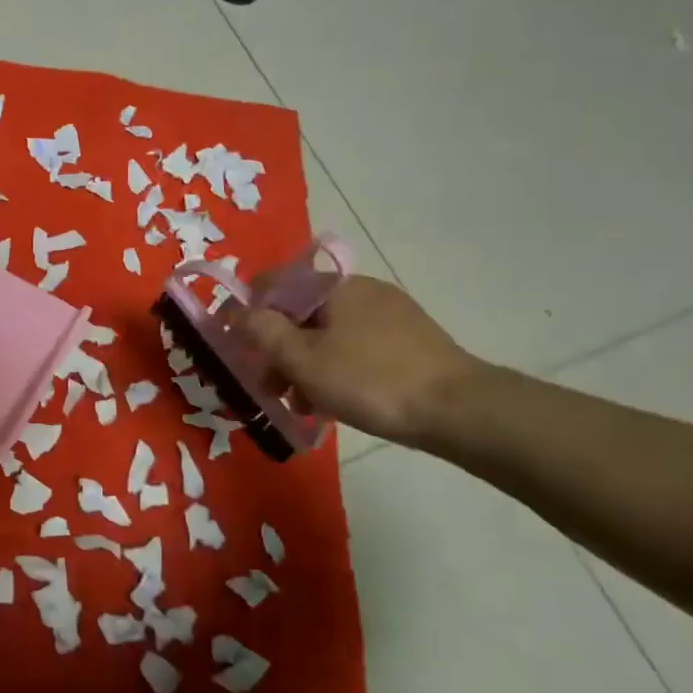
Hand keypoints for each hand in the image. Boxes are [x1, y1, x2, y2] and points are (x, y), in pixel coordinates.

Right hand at [232, 275, 484, 446]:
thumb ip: (261, 331)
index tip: (239, 346)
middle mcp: (361, 289)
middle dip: (277, 348)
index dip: (248, 310)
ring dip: (304, 365)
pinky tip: (335, 402)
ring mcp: (389, 314)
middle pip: (300, 312)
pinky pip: (355, 347)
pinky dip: (335, 369)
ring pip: (327, 334)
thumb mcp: (302, 359)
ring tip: (303, 404)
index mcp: (334, 285)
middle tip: (269, 387)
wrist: (459, 410)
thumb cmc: (370, 380)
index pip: (274, 282)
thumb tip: (232, 310)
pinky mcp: (409, 340)